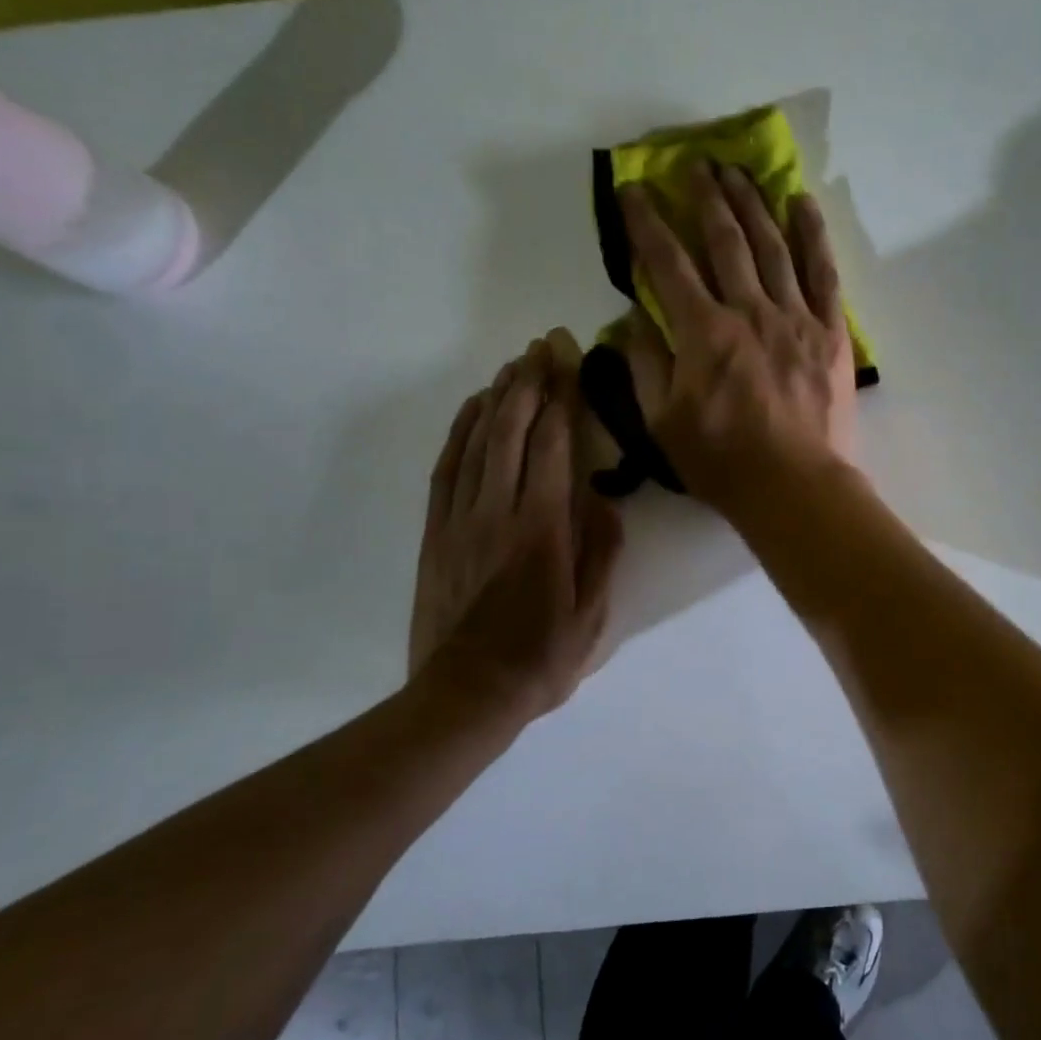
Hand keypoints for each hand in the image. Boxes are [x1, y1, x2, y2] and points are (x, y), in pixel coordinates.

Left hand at [409, 334, 623, 724]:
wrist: (466, 693)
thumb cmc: (541, 657)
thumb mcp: (593, 614)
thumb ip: (601, 551)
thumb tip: (604, 500)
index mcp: (542, 530)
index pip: (552, 447)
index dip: (561, 399)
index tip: (568, 362)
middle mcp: (498, 512)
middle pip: (511, 431)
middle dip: (529, 383)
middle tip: (543, 346)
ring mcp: (460, 519)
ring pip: (477, 441)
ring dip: (497, 397)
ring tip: (514, 365)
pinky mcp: (436, 531)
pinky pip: (446, 467)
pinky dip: (461, 431)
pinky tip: (475, 410)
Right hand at [618, 162, 857, 515]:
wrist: (795, 488)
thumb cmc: (722, 463)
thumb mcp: (663, 423)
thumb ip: (646, 364)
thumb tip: (634, 318)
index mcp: (703, 333)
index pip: (668, 263)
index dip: (647, 223)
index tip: (634, 190)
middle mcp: (749, 311)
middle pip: (725, 240)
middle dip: (705, 198)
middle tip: (694, 164)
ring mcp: (795, 318)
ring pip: (772, 246)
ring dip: (752, 203)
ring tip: (738, 170)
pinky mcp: (831, 332)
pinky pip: (823, 273)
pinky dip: (812, 235)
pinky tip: (801, 203)